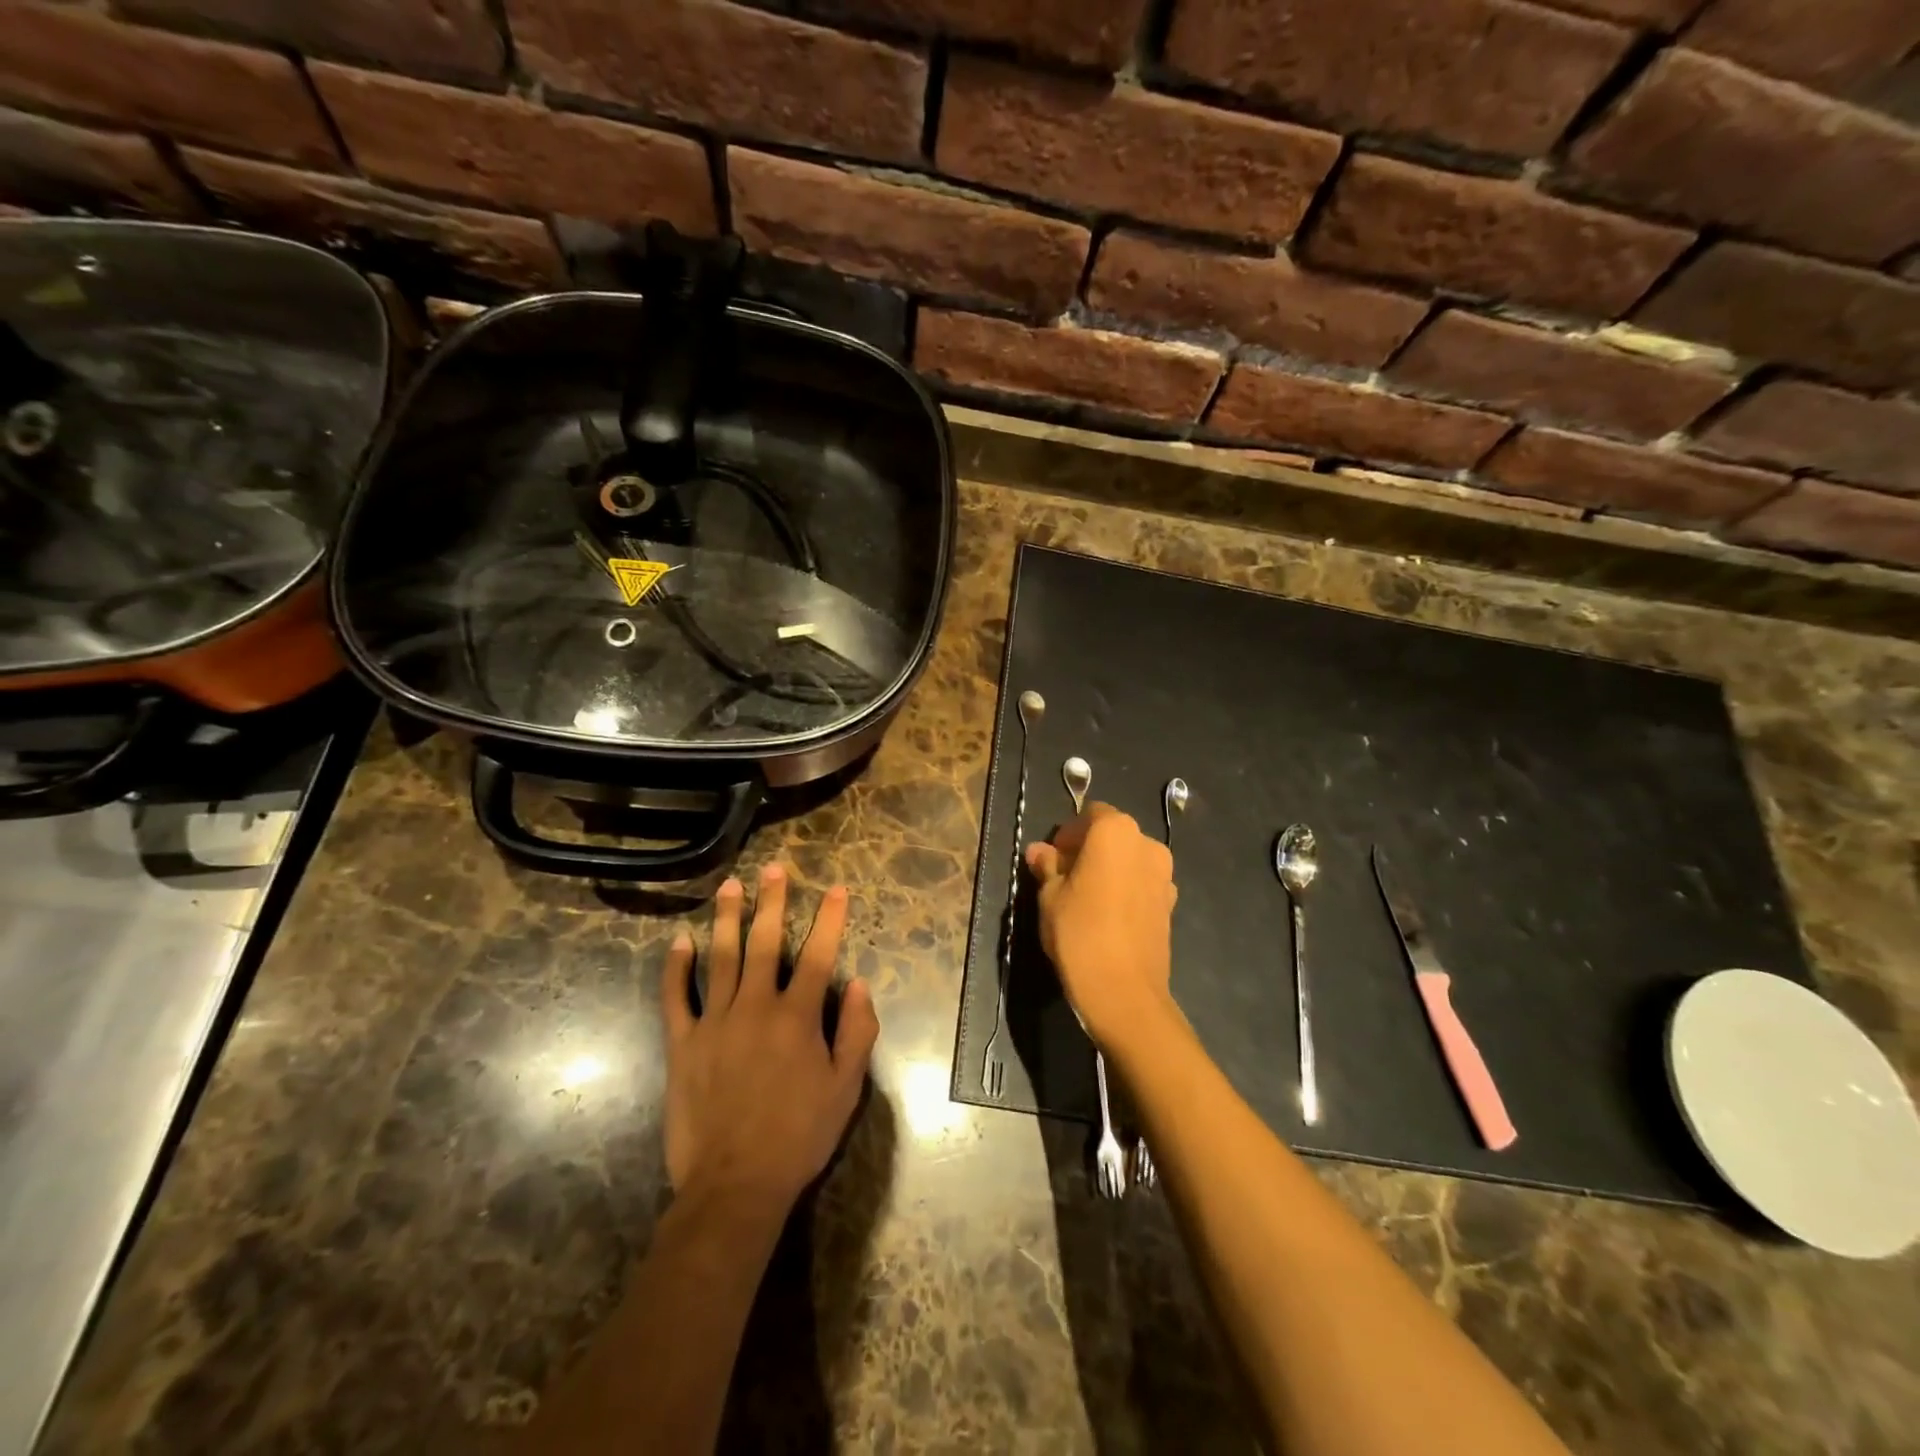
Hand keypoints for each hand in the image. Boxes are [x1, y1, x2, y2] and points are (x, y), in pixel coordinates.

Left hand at [661, 865, 878, 1215]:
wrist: (735, 1183)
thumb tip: (860, 984)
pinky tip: (680, 941)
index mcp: (798, 1016)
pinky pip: (676, 997)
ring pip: (721, 958)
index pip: (818, 954)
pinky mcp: (683, 1043)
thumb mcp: (846, 1088)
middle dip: (771, 902)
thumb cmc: (799, 1135)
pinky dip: (676, 967)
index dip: (829, 919)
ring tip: (730, 886)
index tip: (835, 888)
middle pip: (764, 942)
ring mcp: (715, 1022)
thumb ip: (857, 1032)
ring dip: (727, 918)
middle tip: (772, 868)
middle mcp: (756, 1007)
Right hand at [1026, 803, 1180, 1058]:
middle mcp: (1146, 844)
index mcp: (1115, 831)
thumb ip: (1047, 867)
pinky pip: (1141, 883)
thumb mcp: (1050, 897)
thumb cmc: (1079, 933)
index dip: (1068, 835)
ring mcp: (1164, 875)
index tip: (1051, 859)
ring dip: (1108, 869)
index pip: (1089, 815)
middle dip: (1088, 850)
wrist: (1124, 992)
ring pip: (1128, 860)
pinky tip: (1107, 916)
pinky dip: (1125, 889)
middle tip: (1064, 878)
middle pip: (1112, 835)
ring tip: (1085, 900)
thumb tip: (1039, 851)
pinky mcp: (1170, 903)